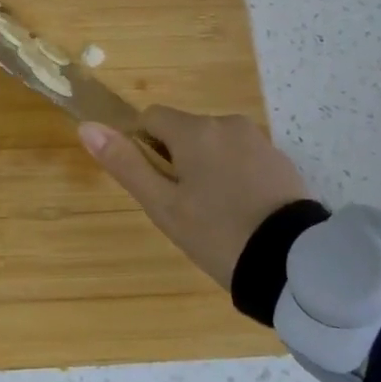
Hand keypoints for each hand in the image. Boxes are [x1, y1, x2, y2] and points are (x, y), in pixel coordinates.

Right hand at [79, 108, 311, 288]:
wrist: (294, 262)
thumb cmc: (217, 234)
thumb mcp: (163, 206)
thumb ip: (125, 164)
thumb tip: (87, 127)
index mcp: (194, 130)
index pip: (151, 118)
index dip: (144, 147)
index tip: (156, 185)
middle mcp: (226, 123)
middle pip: (183, 131)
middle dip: (176, 159)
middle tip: (184, 207)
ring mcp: (257, 139)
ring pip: (213, 144)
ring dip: (204, 166)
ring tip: (215, 214)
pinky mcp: (279, 159)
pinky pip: (241, 156)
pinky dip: (233, 174)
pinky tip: (241, 211)